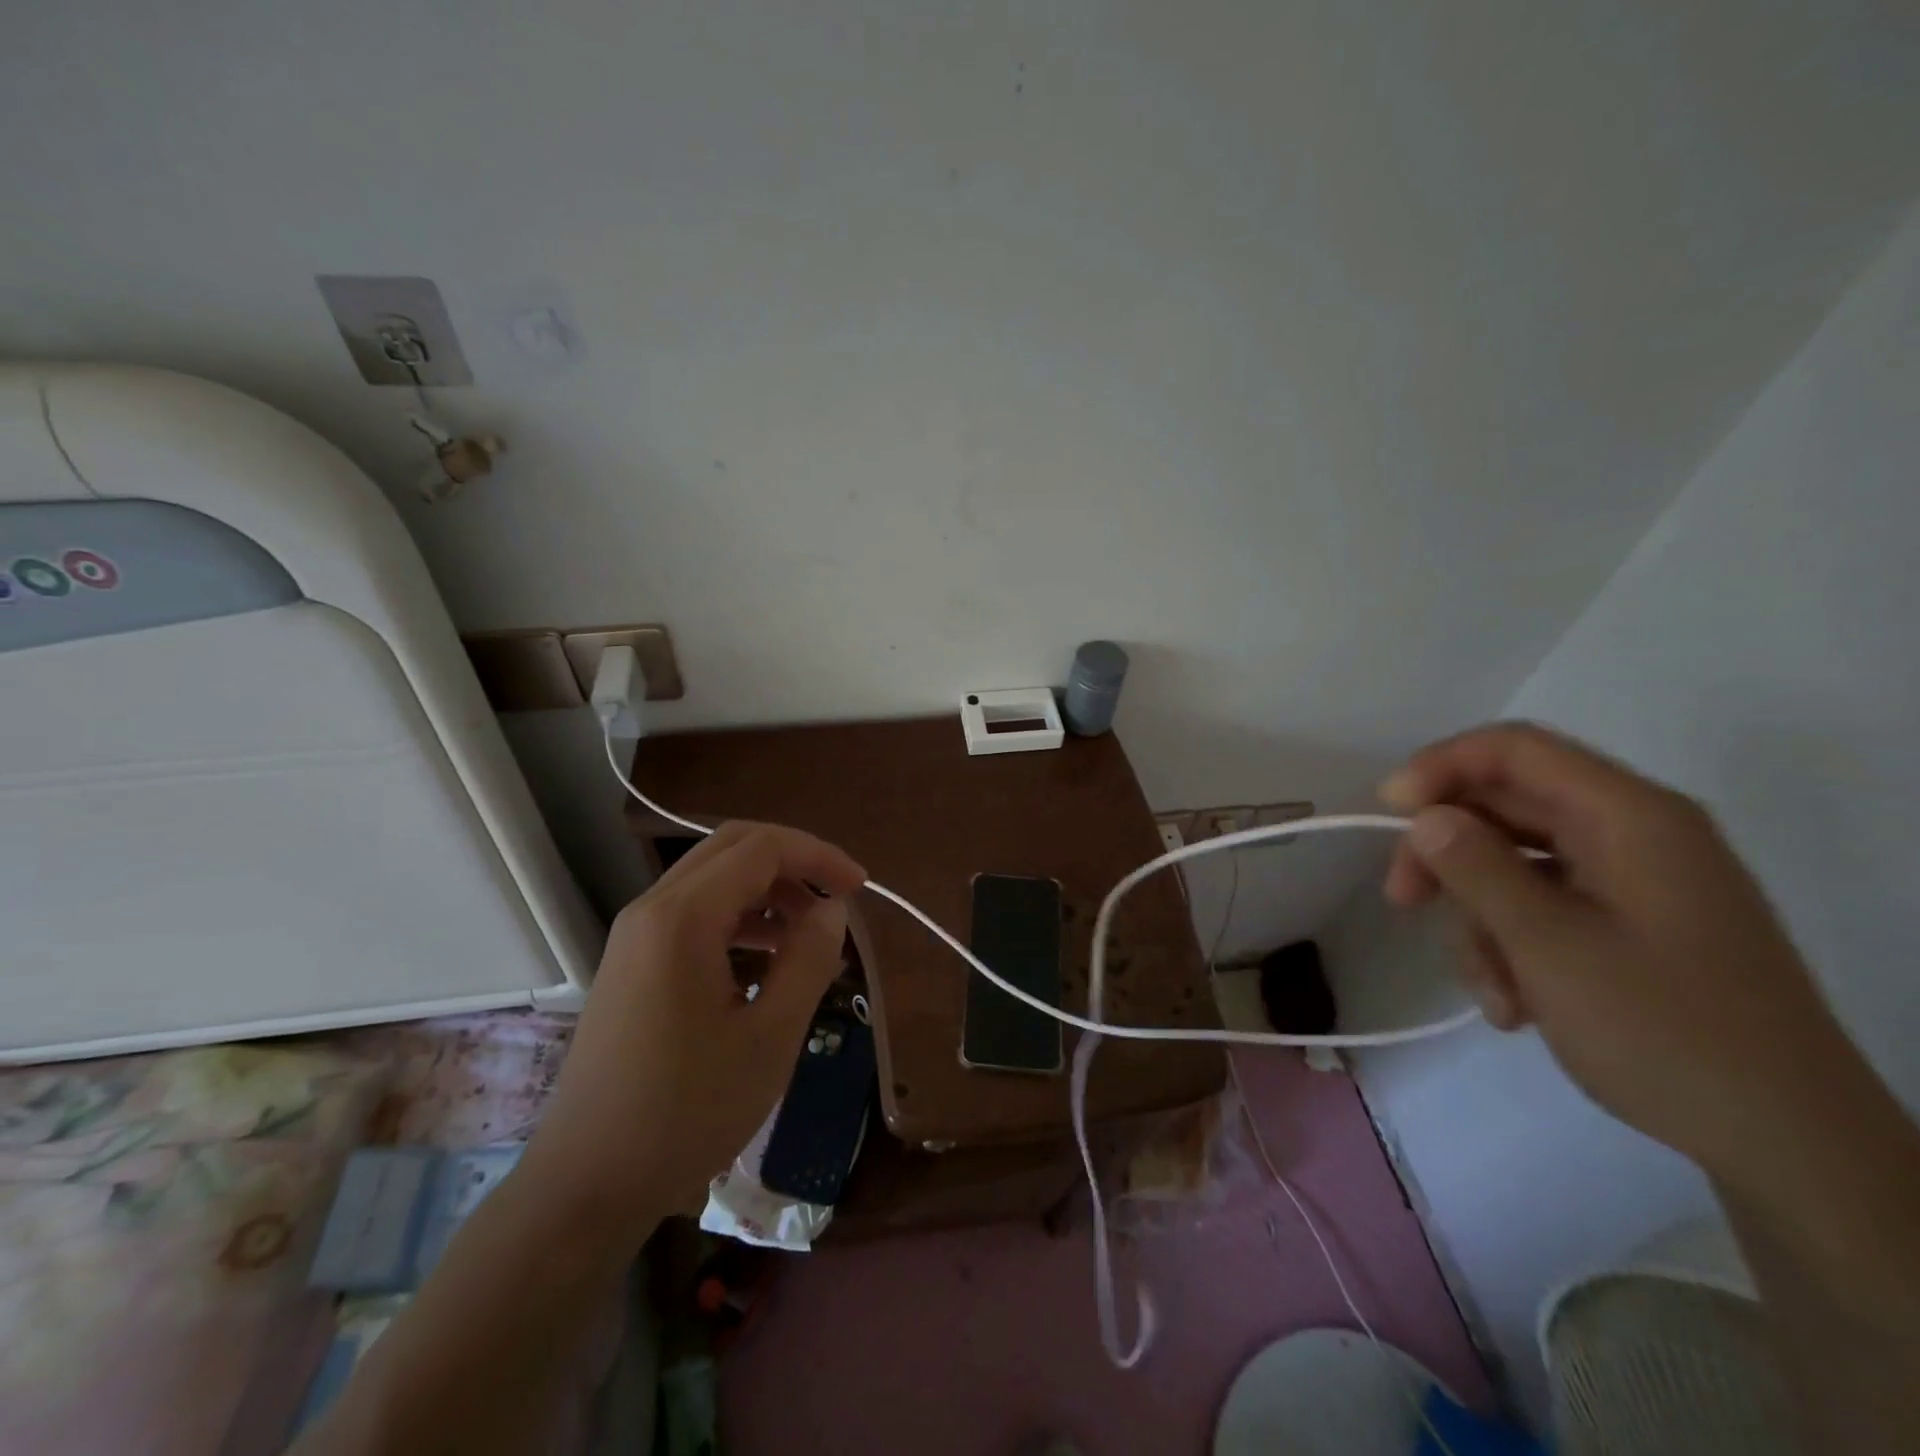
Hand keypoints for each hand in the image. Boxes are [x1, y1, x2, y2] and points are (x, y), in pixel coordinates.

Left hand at [521, 821, 865, 1224]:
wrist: (585, 1184)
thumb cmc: (686, 1112)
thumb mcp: (769, 1037)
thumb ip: (808, 959)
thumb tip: (832, 908)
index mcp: (682, 917)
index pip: (762, 847)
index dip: (818, 856)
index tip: (859, 887)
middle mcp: (652, 909)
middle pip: (733, 849)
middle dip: (794, 863)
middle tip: (837, 899)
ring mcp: (635, 936)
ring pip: (713, 880)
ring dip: (768, 892)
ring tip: (810, 936)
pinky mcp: (632, 963)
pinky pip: (694, 914)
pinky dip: (739, 919)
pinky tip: (768, 961)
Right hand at [1380, 722, 1851, 1182]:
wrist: (1792, 1144)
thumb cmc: (1665, 1031)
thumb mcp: (1549, 946)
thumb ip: (1477, 869)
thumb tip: (1424, 817)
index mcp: (1629, 817)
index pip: (1514, 750)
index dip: (1440, 767)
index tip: (1388, 814)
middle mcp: (1634, 834)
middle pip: (1506, 808)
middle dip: (1447, 855)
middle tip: (1402, 900)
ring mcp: (1636, 880)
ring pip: (1515, 864)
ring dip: (1481, 919)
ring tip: (1493, 991)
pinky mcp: (1634, 923)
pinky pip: (1545, 906)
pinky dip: (1515, 945)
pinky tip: (1517, 1005)